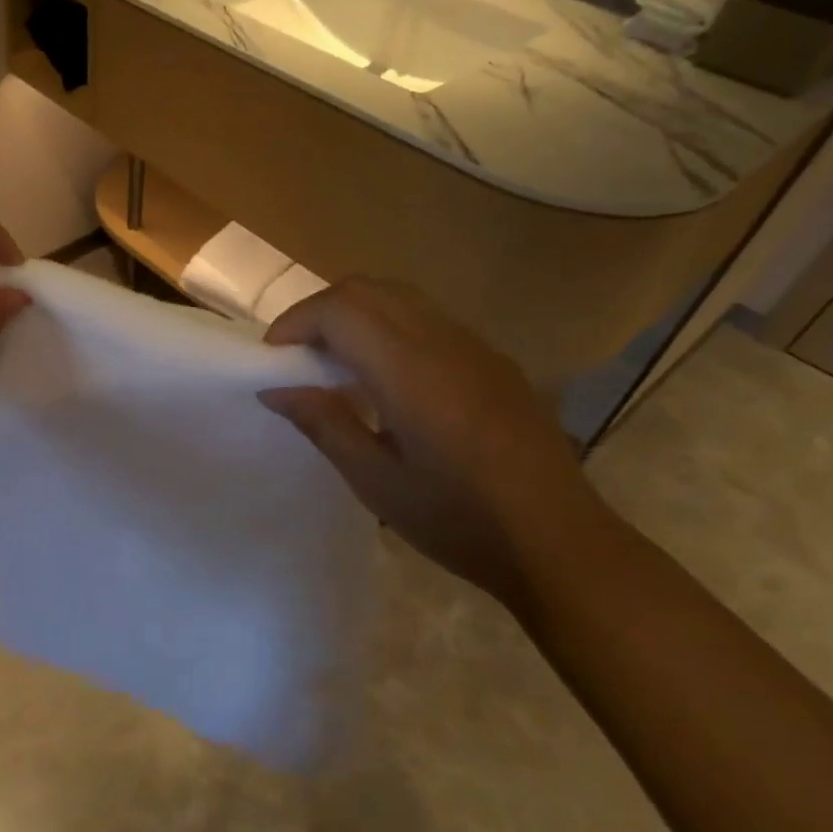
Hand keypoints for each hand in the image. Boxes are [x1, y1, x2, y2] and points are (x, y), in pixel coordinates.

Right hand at [259, 279, 607, 610]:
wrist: (559, 542)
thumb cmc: (458, 519)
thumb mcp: (376, 482)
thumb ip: (323, 424)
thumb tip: (276, 389)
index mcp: (410, 370)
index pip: (340, 309)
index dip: (296, 321)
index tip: (273, 359)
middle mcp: (443, 341)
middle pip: (368, 289)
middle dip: (320, 310)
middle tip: (296, 355)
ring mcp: (474, 346)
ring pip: (399, 297)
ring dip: (355, 314)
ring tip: (334, 363)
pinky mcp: (492, 360)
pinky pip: (427, 319)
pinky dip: (388, 327)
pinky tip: (385, 378)